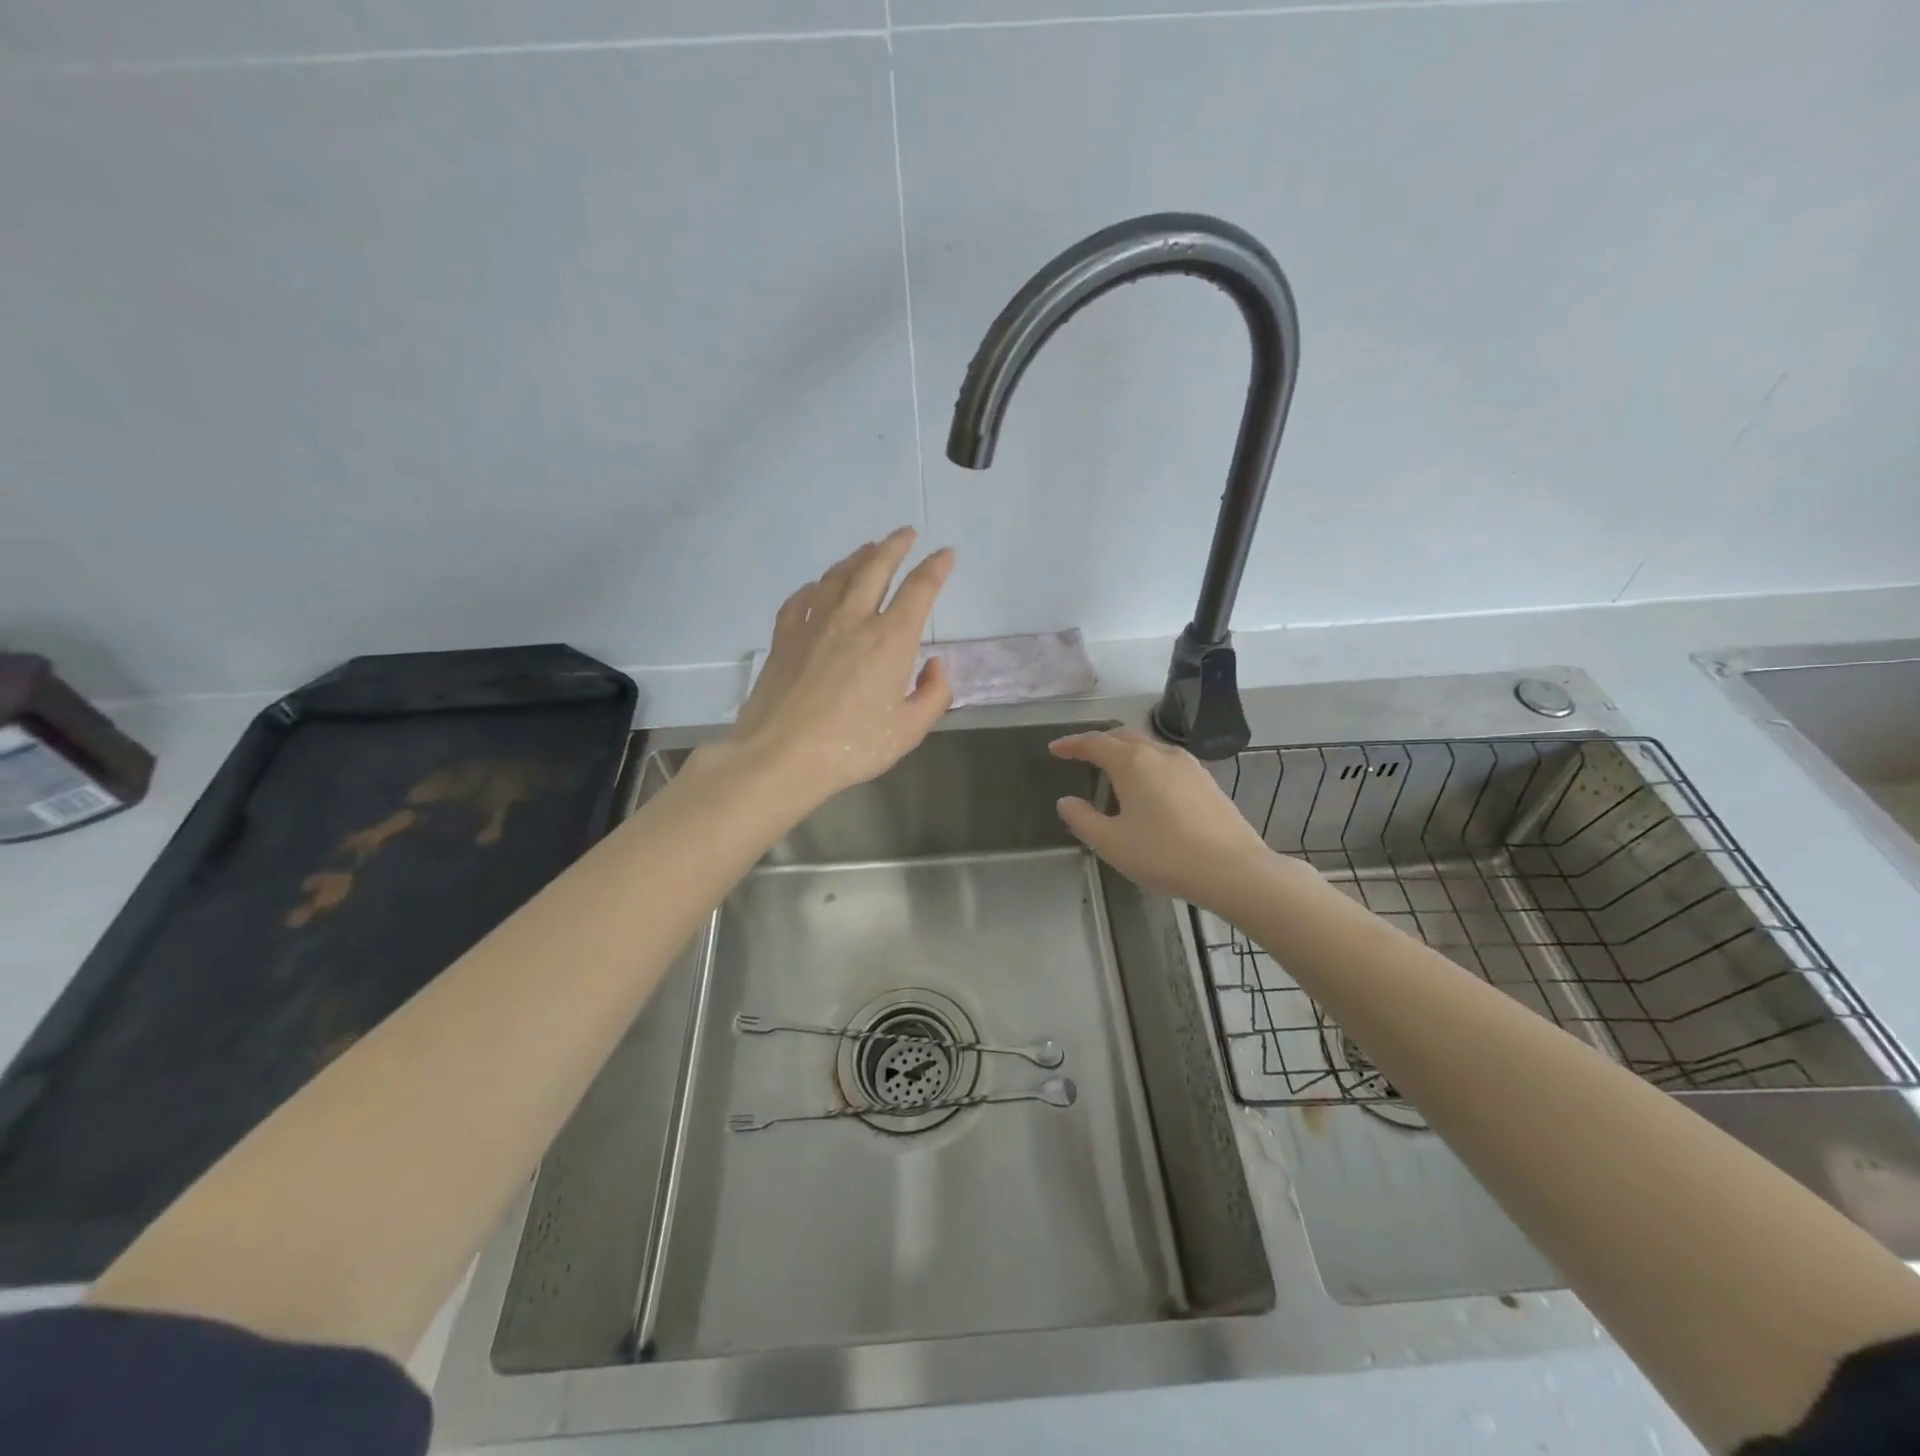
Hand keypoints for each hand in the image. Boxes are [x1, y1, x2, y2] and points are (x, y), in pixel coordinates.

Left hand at [726, 527, 954, 806]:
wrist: (780, 755)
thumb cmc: (851, 746)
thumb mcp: (909, 731)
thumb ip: (933, 694)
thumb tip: (934, 665)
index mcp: (890, 639)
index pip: (920, 589)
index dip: (936, 568)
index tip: (946, 554)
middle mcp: (853, 619)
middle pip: (876, 567)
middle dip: (895, 545)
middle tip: (906, 533)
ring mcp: (814, 624)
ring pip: (838, 576)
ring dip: (857, 558)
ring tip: (867, 549)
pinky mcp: (784, 636)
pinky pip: (802, 599)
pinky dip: (815, 587)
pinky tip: (818, 588)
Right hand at [1049, 728, 1276, 910]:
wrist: (1233, 870)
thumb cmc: (1163, 854)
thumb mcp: (1111, 843)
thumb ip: (1082, 819)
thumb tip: (1066, 802)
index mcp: (1132, 762)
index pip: (1094, 743)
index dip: (1071, 744)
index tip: (1055, 749)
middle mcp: (1161, 754)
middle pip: (1124, 737)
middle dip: (1100, 743)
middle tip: (1082, 756)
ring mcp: (1189, 766)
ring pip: (1149, 748)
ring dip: (1127, 753)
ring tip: (1114, 773)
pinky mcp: (1207, 782)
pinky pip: (1168, 763)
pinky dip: (1148, 767)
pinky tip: (1149, 791)